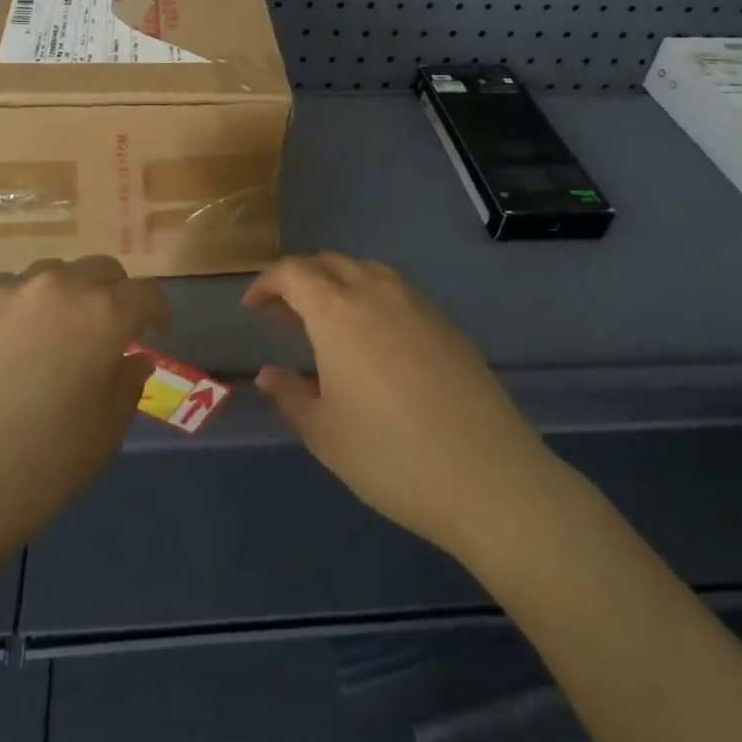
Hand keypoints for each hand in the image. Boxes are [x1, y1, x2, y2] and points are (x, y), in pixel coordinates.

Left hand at [0, 256, 162, 591]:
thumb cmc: (36, 471)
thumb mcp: (103, 435)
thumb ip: (128, 384)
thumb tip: (133, 357)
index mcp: (102, 315)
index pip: (146, 293)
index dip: (156, 311)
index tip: (153, 332)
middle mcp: (57, 286)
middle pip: (100, 270)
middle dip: (113, 295)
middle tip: (104, 333)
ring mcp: (4, 290)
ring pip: (49, 276)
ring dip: (63, 298)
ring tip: (49, 339)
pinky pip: (3, 293)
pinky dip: (16, 311)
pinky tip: (0, 351)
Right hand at [249, 253, 550, 562]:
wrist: (488, 477)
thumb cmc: (390, 456)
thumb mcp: (324, 433)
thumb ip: (290, 395)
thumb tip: (268, 373)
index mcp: (338, 311)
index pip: (293, 273)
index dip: (267, 284)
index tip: (252, 307)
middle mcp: (377, 293)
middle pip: (330, 263)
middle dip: (301, 279)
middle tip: (285, 314)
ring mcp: (418, 305)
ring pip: (367, 272)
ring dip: (338, 284)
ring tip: (328, 322)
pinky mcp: (448, 324)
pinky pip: (398, 293)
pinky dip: (372, 300)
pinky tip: (375, 341)